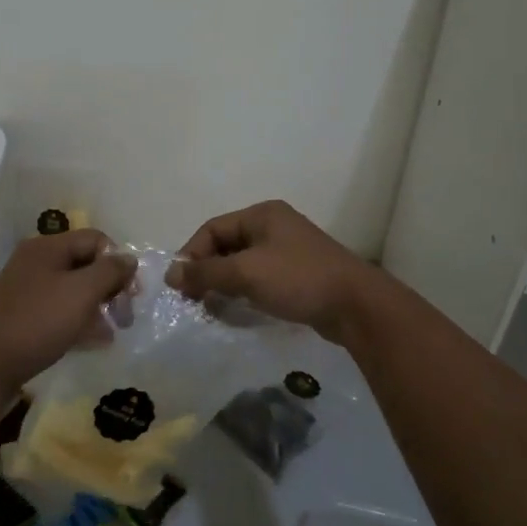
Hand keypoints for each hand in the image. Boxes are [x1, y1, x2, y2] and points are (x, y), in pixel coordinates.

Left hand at [0, 230, 134, 397]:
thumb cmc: (37, 322)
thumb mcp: (82, 292)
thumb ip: (110, 271)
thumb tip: (129, 259)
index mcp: (48, 247)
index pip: (96, 239)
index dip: (119, 261)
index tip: (132, 293)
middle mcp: (36, 263)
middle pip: (85, 264)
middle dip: (110, 288)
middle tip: (125, 316)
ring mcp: (27, 291)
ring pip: (73, 291)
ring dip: (97, 308)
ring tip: (111, 333)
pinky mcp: (22, 318)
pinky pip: (59, 312)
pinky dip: (78, 322)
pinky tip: (92, 342)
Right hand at [166, 200, 379, 345]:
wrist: (355, 305)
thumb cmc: (298, 279)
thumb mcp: (246, 273)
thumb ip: (206, 272)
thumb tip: (171, 273)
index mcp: (262, 215)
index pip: (213, 228)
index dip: (191, 254)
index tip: (180, 284)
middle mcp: (274, 227)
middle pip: (226, 245)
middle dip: (206, 270)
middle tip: (192, 299)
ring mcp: (288, 251)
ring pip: (242, 264)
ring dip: (223, 283)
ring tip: (210, 308)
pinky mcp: (297, 275)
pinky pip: (259, 278)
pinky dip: (243, 292)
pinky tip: (237, 310)